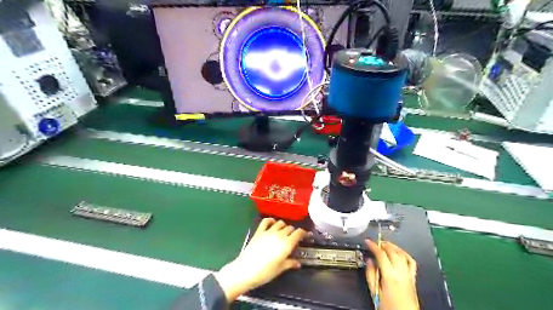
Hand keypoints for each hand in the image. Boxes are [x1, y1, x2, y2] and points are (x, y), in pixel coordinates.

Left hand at [214, 218, 305, 302]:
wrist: (246, 270)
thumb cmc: (265, 272)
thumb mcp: (280, 269)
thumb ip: (290, 263)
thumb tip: (298, 263)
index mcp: (287, 244)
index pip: (299, 233)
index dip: (303, 233)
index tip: (305, 235)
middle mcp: (279, 235)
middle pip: (290, 228)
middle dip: (293, 231)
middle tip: (293, 238)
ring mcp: (268, 231)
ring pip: (280, 223)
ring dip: (283, 226)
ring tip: (283, 231)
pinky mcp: (259, 231)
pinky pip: (266, 221)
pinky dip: (271, 220)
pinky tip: (272, 222)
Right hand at [367, 239, 419, 309]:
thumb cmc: (389, 308)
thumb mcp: (375, 292)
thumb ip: (371, 274)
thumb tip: (369, 261)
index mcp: (390, 276)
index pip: (381, 254)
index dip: (373, 246)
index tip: (368, 241)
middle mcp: (401, 273)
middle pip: (392, 252)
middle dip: (383, 244)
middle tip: (376, 242)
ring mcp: (408, 275)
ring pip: (402, 254)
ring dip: (393, 247)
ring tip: (386, 244)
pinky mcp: (413, 279)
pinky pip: (411, 262)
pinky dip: (405, 254)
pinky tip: (400, 252)